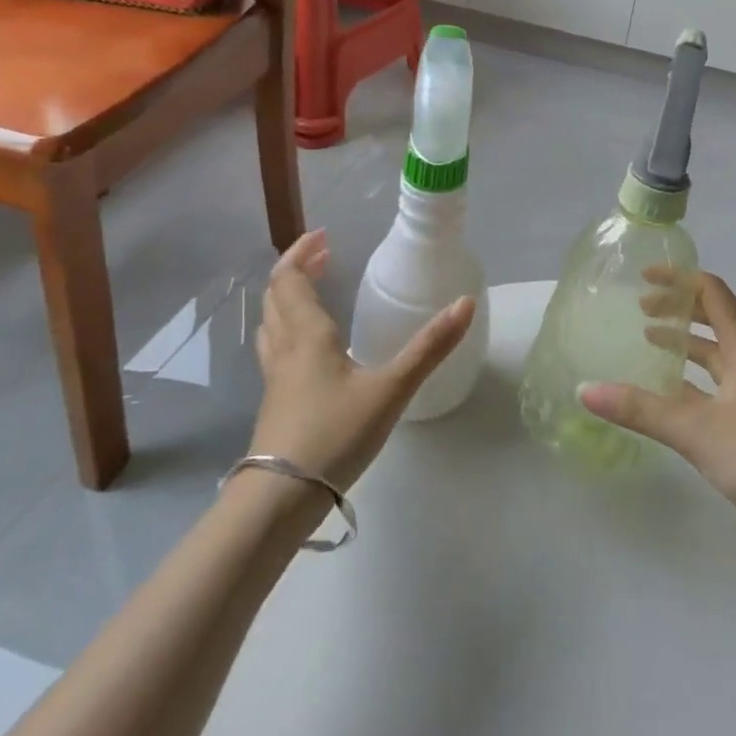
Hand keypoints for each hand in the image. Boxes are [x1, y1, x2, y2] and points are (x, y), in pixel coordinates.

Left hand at [248, 230, 474, 489]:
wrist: (280, 500)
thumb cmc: (335, 434)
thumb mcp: (391, 389)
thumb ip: (429, 348)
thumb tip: (465, 303)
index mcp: (308, 336)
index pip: (290, 280)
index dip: (301, 253)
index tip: (323, 235)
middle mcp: (285, 350)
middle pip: (276, 298)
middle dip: (296, 270)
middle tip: (323, 257)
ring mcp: (275, 379)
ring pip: (270, 325)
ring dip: (287, 299)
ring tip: (311, 292)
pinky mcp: (275, 404)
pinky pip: (274, 350)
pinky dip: (287, 329)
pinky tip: (310, 350)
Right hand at [579, 270, 735, 557]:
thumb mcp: (696, 430)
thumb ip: (641, 409)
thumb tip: (585, 389)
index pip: (713, 293)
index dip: (680, 279)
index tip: (644, 277)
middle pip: (714, 319)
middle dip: (678, 309)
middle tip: (640, 308)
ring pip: (716, 355)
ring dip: (685, 344)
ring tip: (648, 341)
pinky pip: (717, 385)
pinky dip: (692, 380)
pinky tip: (668, 395)